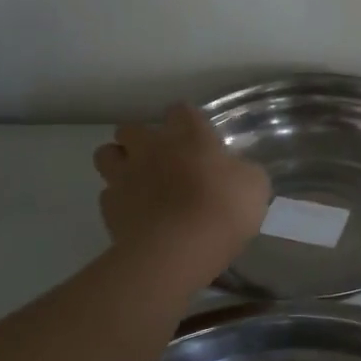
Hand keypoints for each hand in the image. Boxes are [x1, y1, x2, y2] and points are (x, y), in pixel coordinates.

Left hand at [94, 105, 270, 281]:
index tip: (196, 136)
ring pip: (106, 154)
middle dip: (141, 139)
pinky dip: (118, 200)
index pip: (181, 110)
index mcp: (189, 135)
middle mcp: (151, 147)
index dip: (187, 121)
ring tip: (137, 180)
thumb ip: (241, 170)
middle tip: (161, 158)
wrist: (178, 250)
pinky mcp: (109, 207)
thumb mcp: (254, 185)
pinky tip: (135, 214)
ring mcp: (125, 175)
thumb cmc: (223, 209)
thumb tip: (236, 170)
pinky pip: (108, 194)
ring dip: (119, 162)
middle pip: (131, 128)